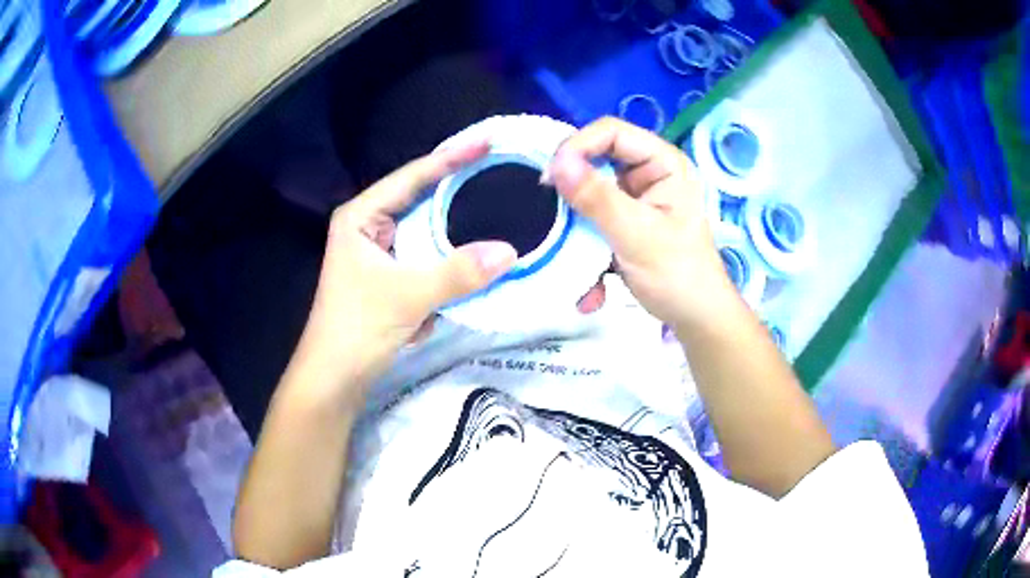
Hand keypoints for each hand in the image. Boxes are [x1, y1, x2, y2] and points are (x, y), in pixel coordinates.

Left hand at [292, 142, 517, 398]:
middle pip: (422, 198)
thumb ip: (458, 273)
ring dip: (459, 223)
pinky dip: (451, 253)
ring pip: (427, 228)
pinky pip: (428, 255)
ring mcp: (381, 252)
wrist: (334, 379)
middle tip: (500, 168)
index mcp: (361, 216)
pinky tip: (480, 245)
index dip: (451, 157)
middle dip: (459, 187)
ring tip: (499, 201)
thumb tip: (511, 252)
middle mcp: (370, 226)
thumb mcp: (407, 297)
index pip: (412, 177)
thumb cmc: (356, 328)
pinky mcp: (392, 277)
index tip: (487, 142)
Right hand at [551, 117, 736, 331]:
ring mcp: (636, 199)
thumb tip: (556, 163)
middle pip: (596, 161)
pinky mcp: (625, 222)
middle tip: (551, 214)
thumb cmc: (678, 275)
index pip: (611, 132)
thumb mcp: (636, 235)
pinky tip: (593, 282)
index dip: (577, 147)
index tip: (550, 178)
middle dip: (573, 191)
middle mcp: (649, 174)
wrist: (696, 318)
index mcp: (663, 163)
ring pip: (590, 194)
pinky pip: (594, 221)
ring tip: (571, 254)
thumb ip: (597, 198)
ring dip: (578, 228)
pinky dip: (587, 247)